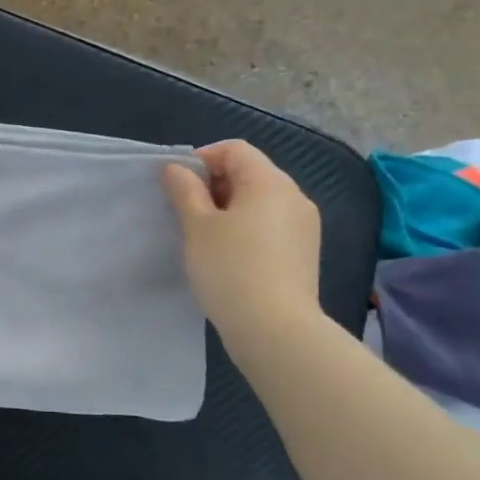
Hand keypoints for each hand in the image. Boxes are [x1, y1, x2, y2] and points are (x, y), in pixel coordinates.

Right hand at [162, 140, 321, 347]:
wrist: (275, 330)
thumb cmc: (230, 269)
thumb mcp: (197, 226)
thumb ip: (184, 191)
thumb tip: (175, 168)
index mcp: (270, 182)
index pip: (234, 149)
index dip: (202, 159)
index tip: (177, 185)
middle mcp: (294, 196)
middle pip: (250, 173)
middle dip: (214, 185)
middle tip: (185, 212)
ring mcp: (304, 226)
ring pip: (260, 202)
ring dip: (228, 209)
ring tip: (203, 237)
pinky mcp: (304, 253)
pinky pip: (270, 226)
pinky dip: (246, 229)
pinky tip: (227, 256)